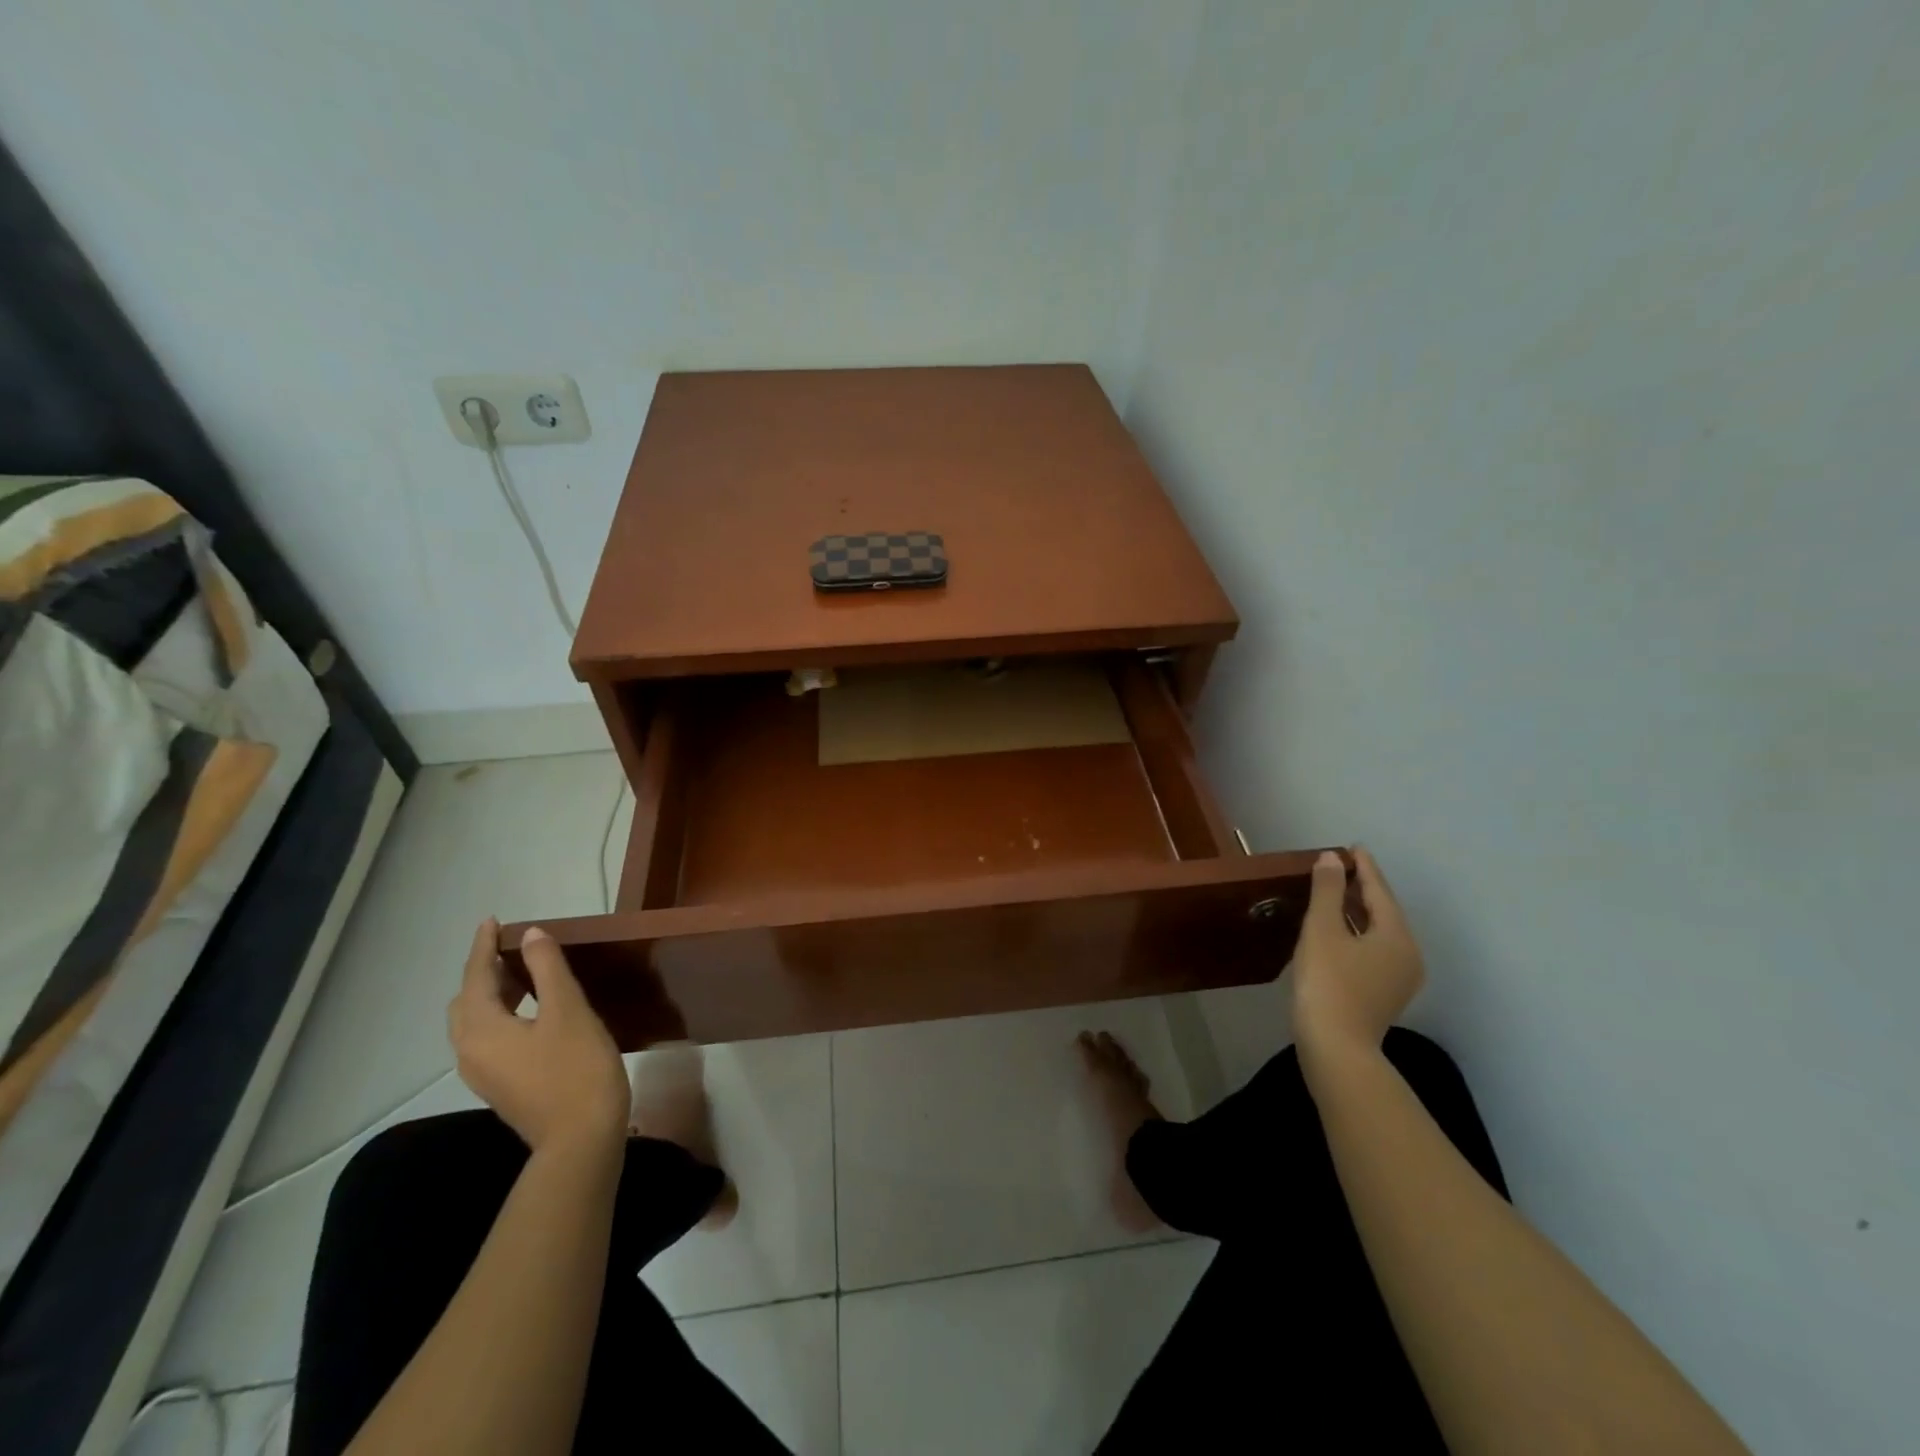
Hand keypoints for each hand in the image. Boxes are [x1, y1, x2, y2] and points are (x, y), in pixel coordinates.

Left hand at [447, 920, 629, 1155]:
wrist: (581, 1139)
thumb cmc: (576, 1068)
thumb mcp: (568, 1010)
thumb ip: (548, 968)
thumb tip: (531, 935)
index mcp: (481, 1029)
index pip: (475, 977)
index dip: (483, 946)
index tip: (493, 920)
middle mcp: (470, 1051)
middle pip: (466, 1002)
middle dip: (483, 971)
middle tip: (512, 948)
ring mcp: (484, 1073)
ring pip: (476, 1022)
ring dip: (494, 993)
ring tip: (526, 973)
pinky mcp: (500, 1085)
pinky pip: (488, 1038)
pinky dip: (501, 1014)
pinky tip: (532, 1011)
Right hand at [1291, 848, 1424, 1083]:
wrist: (1336, 1047)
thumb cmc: (1328, 982)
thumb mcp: (1322, 930)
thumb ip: (1328, 891)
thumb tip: (1331, 859)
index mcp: (1397, 936)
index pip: (1380, 891)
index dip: (1364, 867)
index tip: (1351, 847)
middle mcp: (1407, 954)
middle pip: (1384, 912)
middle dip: (1362, 888)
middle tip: (1339, 867)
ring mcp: (1399, 978)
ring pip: (1379, 932)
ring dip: (1358, 911)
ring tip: (1336, 894)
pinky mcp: (1384, 994)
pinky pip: (1373, 950)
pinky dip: (1357, 933)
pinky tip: (1337, 931)